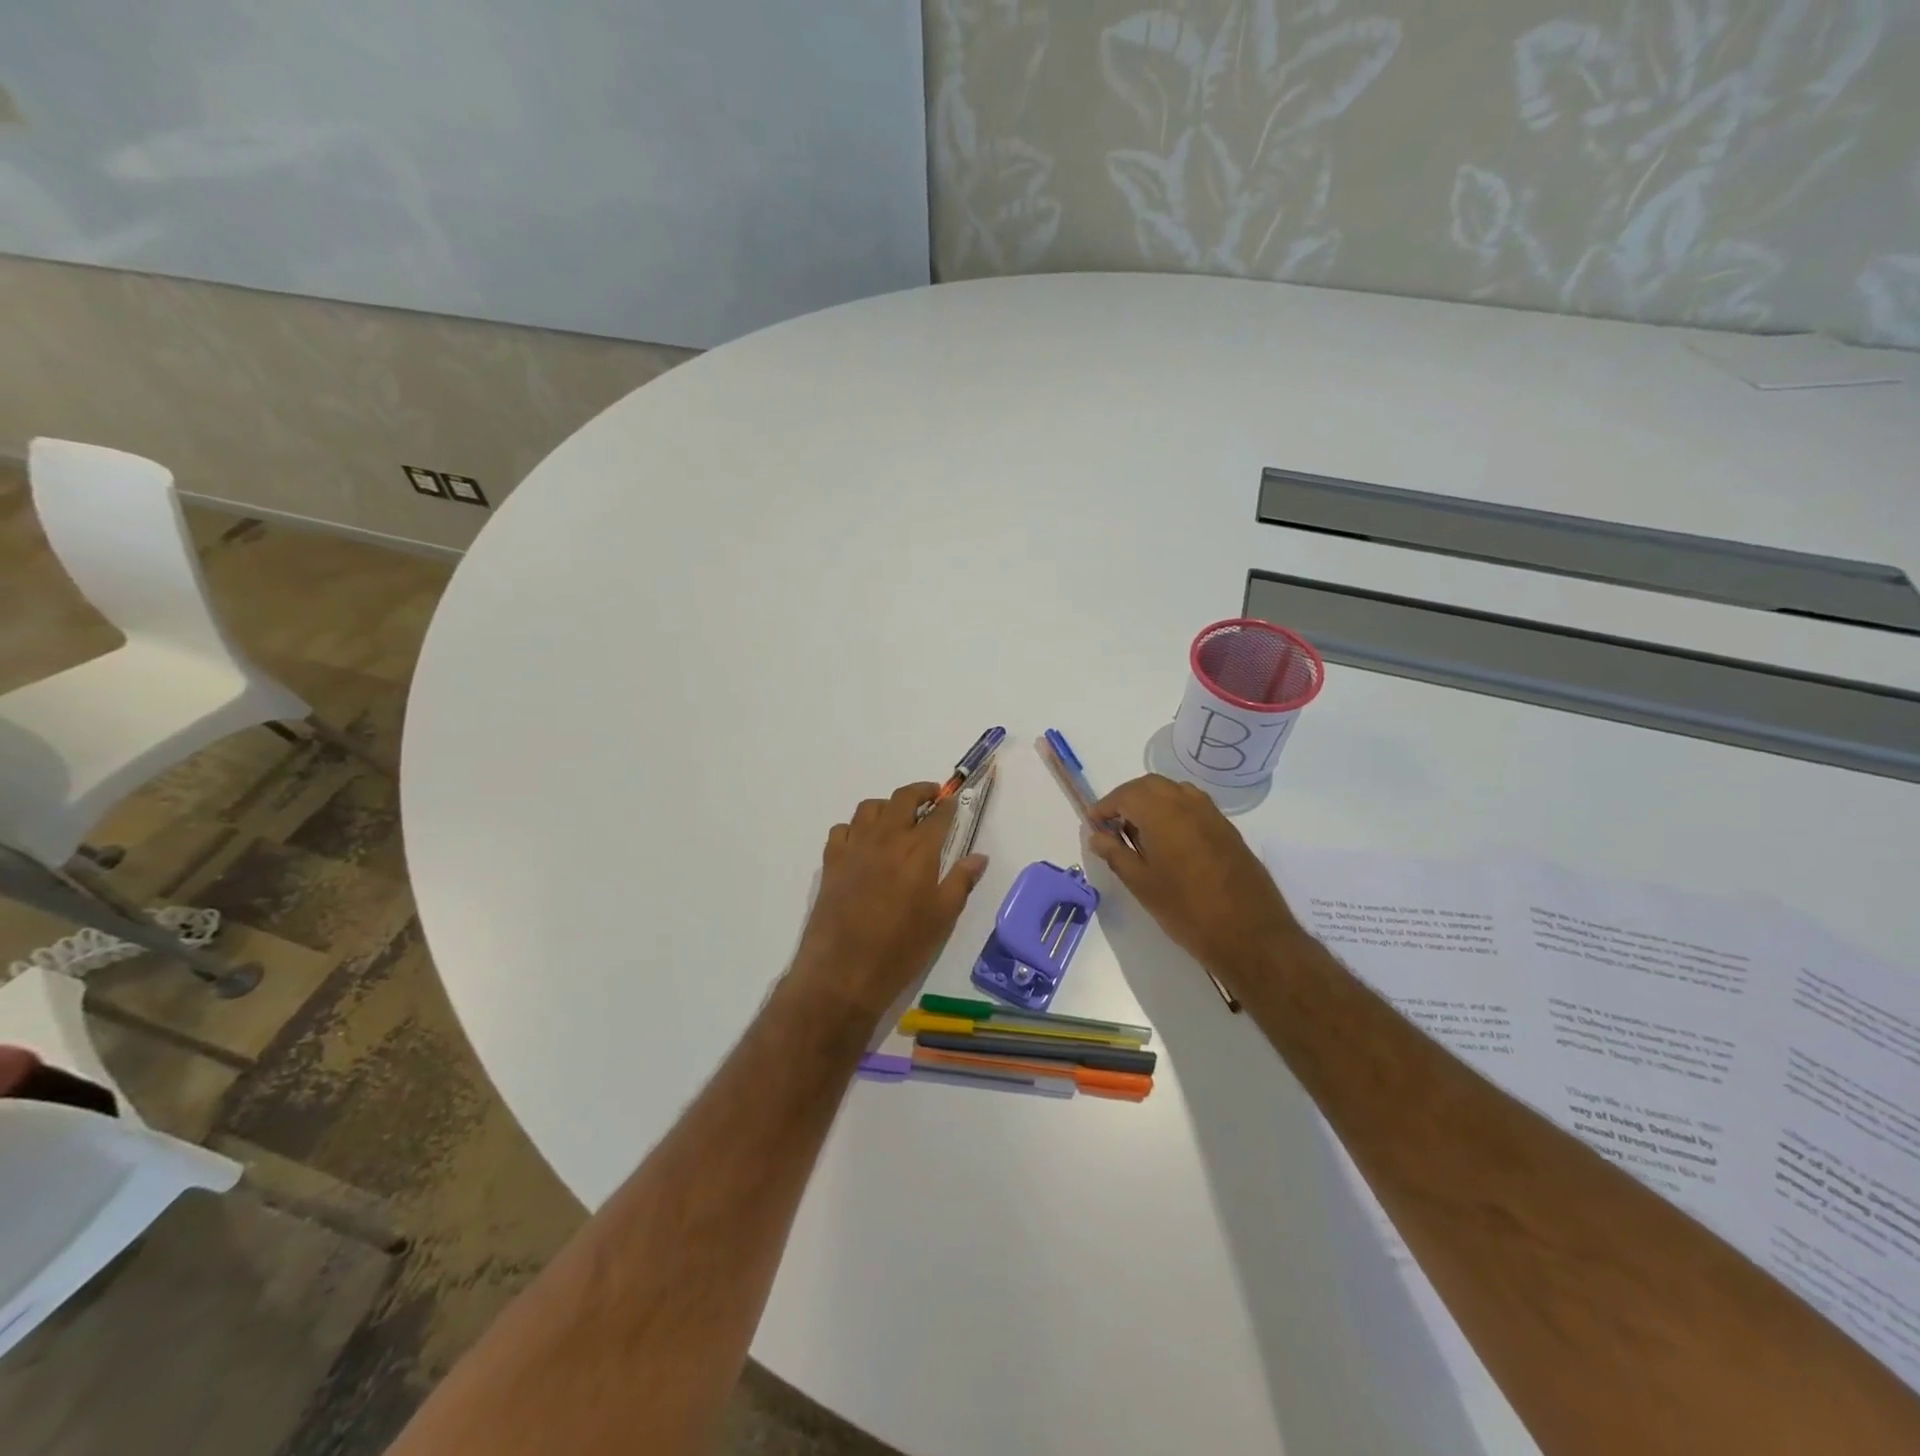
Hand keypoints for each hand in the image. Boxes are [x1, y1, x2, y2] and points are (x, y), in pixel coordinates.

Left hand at [789, 781, 989, 1022]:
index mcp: (919, 850)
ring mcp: (855, 846)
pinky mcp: (831, 861)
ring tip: (897, 818)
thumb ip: (961, 881)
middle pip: (903, 798)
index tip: (954, 802)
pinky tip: (863, 843)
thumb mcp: (942, 918)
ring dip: (887, 806)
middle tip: (931, 798)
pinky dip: (855, 827)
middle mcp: (887, 838)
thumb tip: (979, 857)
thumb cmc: (901, 947)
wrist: (844, 971)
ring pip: (870, 807)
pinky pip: (842, 829)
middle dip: (921, 792)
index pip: (938, 814)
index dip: (948, 805)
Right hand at [1085, 775, 1302, 986]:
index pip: (1125, 795)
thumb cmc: (1186, 910)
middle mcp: (1187, 803)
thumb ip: (1115, 854)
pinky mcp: (1227, 829)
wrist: (1249, 933)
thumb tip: (1096, 835)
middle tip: (1113, 826)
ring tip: (1140, 833)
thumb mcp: (1141, 884)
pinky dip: (1173, 810)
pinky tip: (1169, 841)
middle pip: (1149, 785)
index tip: (1093, 825)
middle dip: (1127, 799)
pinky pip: (1193, 805)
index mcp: (1162, 813)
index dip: (1105, 807)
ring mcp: (1212, 814)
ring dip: (1151, 801)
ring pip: (1174, 791)